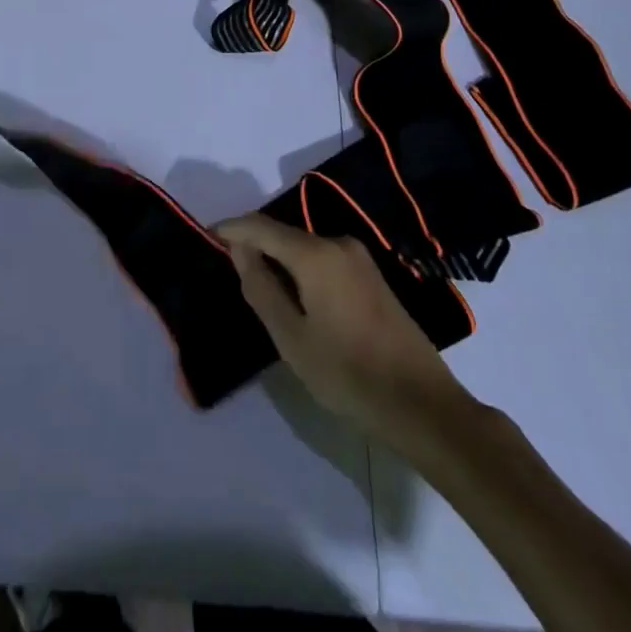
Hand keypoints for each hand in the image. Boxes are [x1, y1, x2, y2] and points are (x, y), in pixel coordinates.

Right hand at [217, 214, 476, 452]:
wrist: (424, 405)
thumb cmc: (349, 374)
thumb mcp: (292, 339)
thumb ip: (261, 289)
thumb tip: (240, 251)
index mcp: (315, 254)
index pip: (260, 227)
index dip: (231, 229)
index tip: (206, 236)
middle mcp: (337, 243)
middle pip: (283, 234)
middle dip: (254, 245)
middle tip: (228, 268)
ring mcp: (359, 258)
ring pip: (303, 248)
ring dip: (278, 260)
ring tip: (256, 285)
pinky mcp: (371, 276)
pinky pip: (323, 260)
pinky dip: (300, 270)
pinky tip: (293, 297)